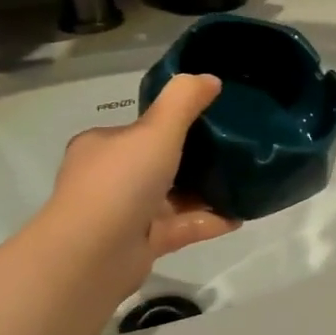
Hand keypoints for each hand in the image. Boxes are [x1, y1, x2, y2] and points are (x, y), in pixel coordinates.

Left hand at [39, 73, 239, 298]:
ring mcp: (124, 214)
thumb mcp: (157, 130)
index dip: (172, 124)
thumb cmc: (121, 182)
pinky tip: (238, 216)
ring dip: (205, 192)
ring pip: (172, 197)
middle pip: (159, 163)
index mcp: (103, 146)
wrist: (92, 255)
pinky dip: (208, 220)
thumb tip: (210, 79)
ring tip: (243, 183)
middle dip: (195, 159)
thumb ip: (184, 101)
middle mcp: (109, 178)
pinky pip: (181, 227)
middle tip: (234, 152)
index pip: (139, 129)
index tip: (210, 120)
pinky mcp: (141, 244)